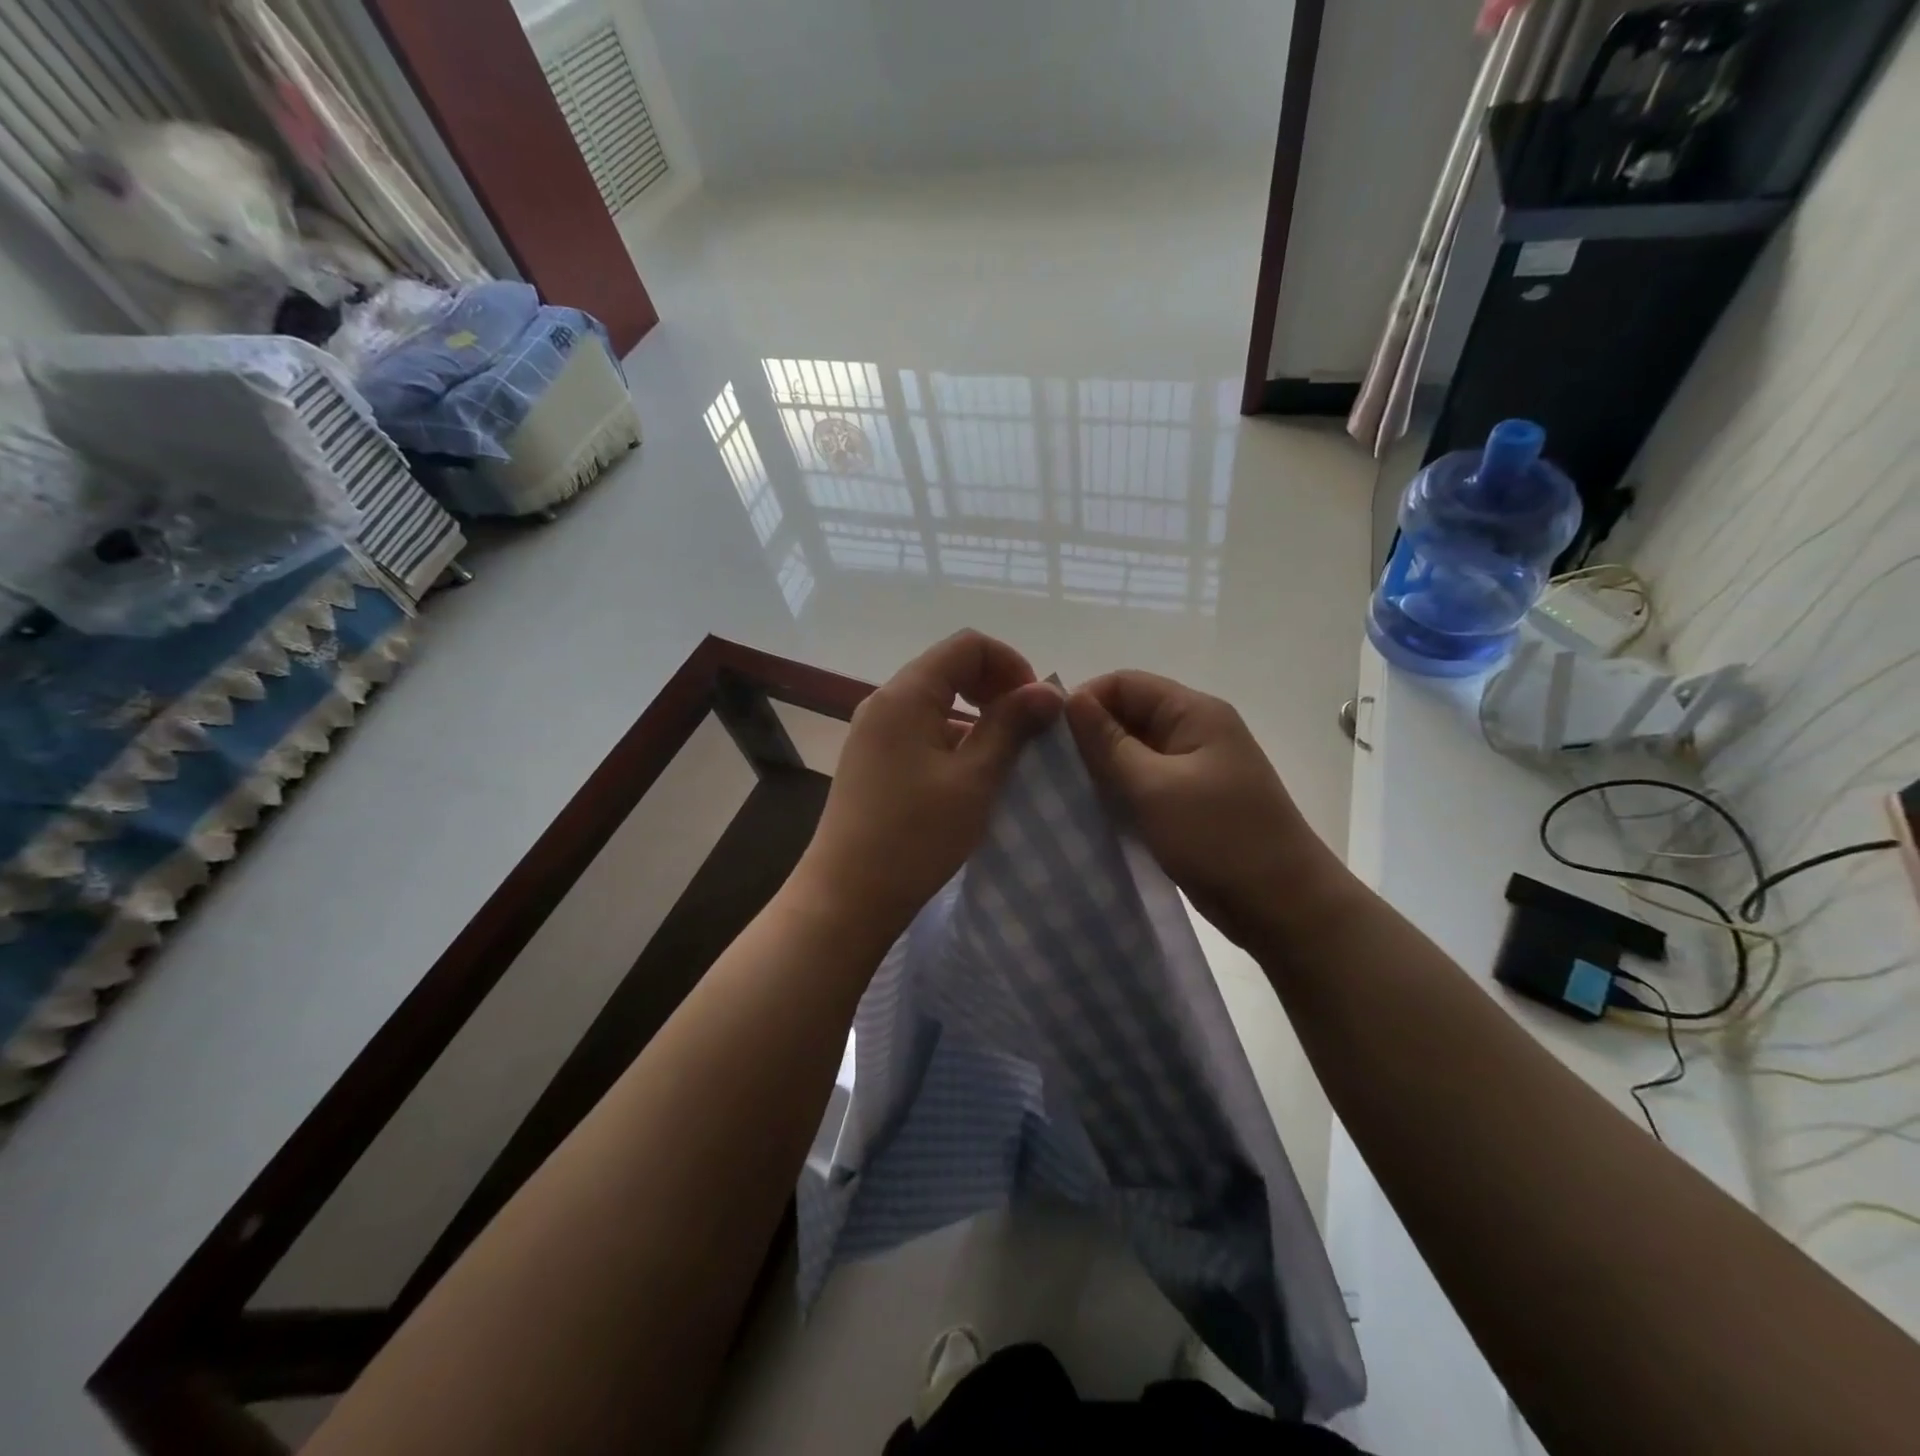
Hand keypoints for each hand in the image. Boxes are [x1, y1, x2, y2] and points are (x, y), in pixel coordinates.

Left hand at [796, 631, 1062, 939]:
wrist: (847, 897)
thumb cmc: (915, 836)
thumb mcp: (974, 779)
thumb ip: (1011, 726)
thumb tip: (1048, 689)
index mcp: (905, 695)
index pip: (967, 645)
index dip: (1010, 664)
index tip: (1036, 707)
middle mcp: (884, 702)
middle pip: (950, 668)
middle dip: (996, 689)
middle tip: (1028, 729)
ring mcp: (873, 732)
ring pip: (936, 702)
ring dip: (977, 717)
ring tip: (1007, 757)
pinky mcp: (872, 761)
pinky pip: (920, 731)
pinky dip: (953, 740)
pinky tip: (972, 777)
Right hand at [1065, 670, 1351, 951]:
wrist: (1284, 906)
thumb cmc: (1218, 838)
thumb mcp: (1153, 787)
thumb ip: (1108, 742)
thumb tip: (1070, 699)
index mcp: (1194, 712)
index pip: (1125, 683)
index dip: (1085, 701)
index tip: (1047, 736)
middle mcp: (1196, 731)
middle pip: (1129, 714)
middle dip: (1089, 735)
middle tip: (1050, 768)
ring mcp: (1195, 768)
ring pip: (1134, 751)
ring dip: (1101, 767)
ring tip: (1064, 791)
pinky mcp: (1191, 801)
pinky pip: (1145, 783)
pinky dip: (1119, 791)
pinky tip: (1092, 811)